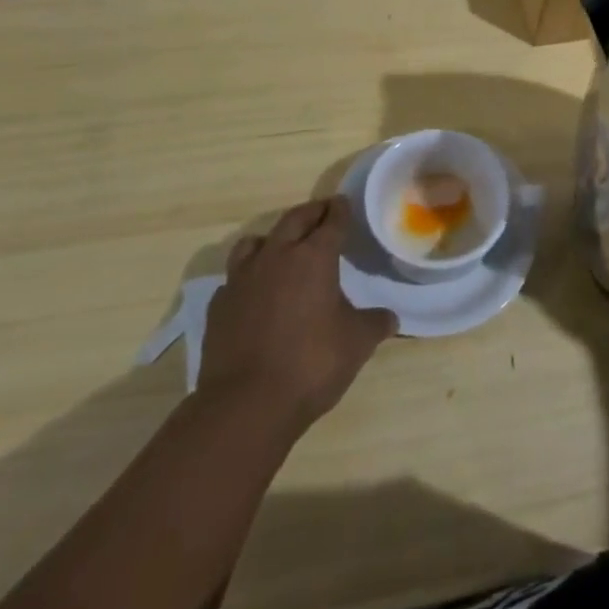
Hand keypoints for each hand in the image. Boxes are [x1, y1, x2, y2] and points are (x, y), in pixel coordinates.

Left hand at [197, 197, 398, 425]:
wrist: (245, 404)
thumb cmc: (311, 364)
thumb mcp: (357, 343)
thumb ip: (375, 323)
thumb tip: (389, 317)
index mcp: (314, 258)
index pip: (331, 222)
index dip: (341, 211)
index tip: (344, 203)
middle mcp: (276, 257)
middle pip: (294, 220)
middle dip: (311, 213)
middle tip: (323, 212)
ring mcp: (242, 279)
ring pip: (256, 241)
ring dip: (274, 238)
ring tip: (284, 247)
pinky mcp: (218, 305)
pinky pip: (235, 277)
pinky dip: (249, 276)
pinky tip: (256, 292)